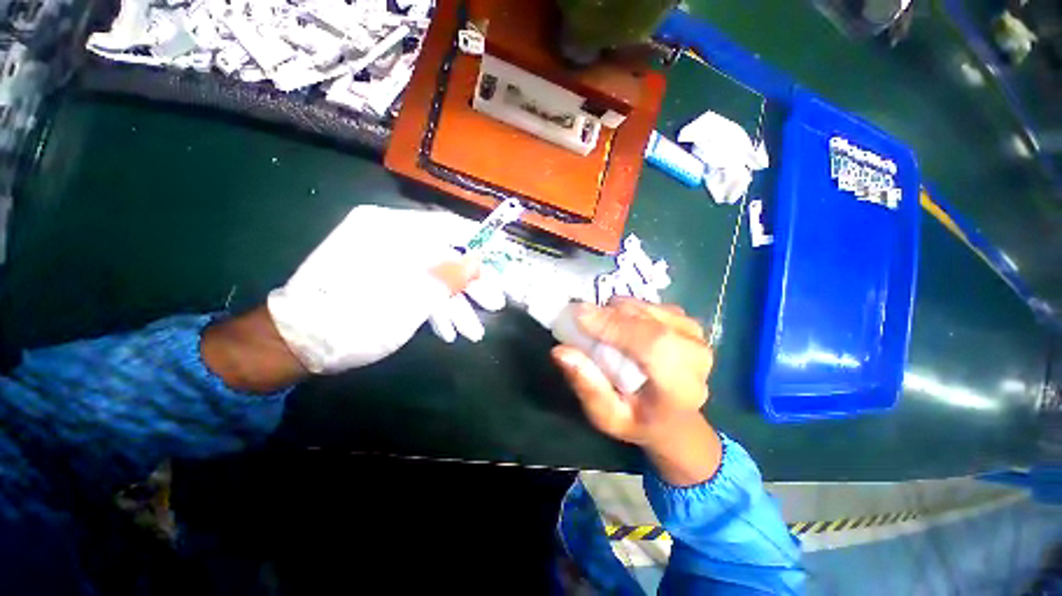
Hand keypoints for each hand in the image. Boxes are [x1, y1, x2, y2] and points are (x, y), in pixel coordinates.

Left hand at [267, 206, 501, 373]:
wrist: (293, 344)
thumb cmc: (351, 322)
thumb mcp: (407, 302)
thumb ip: (446, 278)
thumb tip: (477, 263)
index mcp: (390, 230)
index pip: (448, 228)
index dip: (478, 246)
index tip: (498, 266)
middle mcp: (387, 236)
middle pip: (443, 254)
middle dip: (470, 285)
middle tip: (493, 306)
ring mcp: (383, 257)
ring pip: (431, 273)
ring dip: (454, 302)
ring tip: (472, 331)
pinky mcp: (380, 276)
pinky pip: (415, 283)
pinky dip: (433, 305)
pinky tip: (447, 329)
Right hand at [551, 298, 722, 485]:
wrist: (677, 421)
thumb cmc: (639, 421)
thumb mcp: (607, 417)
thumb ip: (587, 386)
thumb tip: (560, 351)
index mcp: (680, 386)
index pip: (651, 344)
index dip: (613, 325)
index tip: (579, 315)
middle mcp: (695, 354)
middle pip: (646, 319)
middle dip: (608, 315)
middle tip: (583, 323)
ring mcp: (695, 334)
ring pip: (645, 307)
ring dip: (617, 313)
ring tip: (605, 332)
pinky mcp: (688, 321)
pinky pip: (649, 304)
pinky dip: (628, 310)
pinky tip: (624, 329)